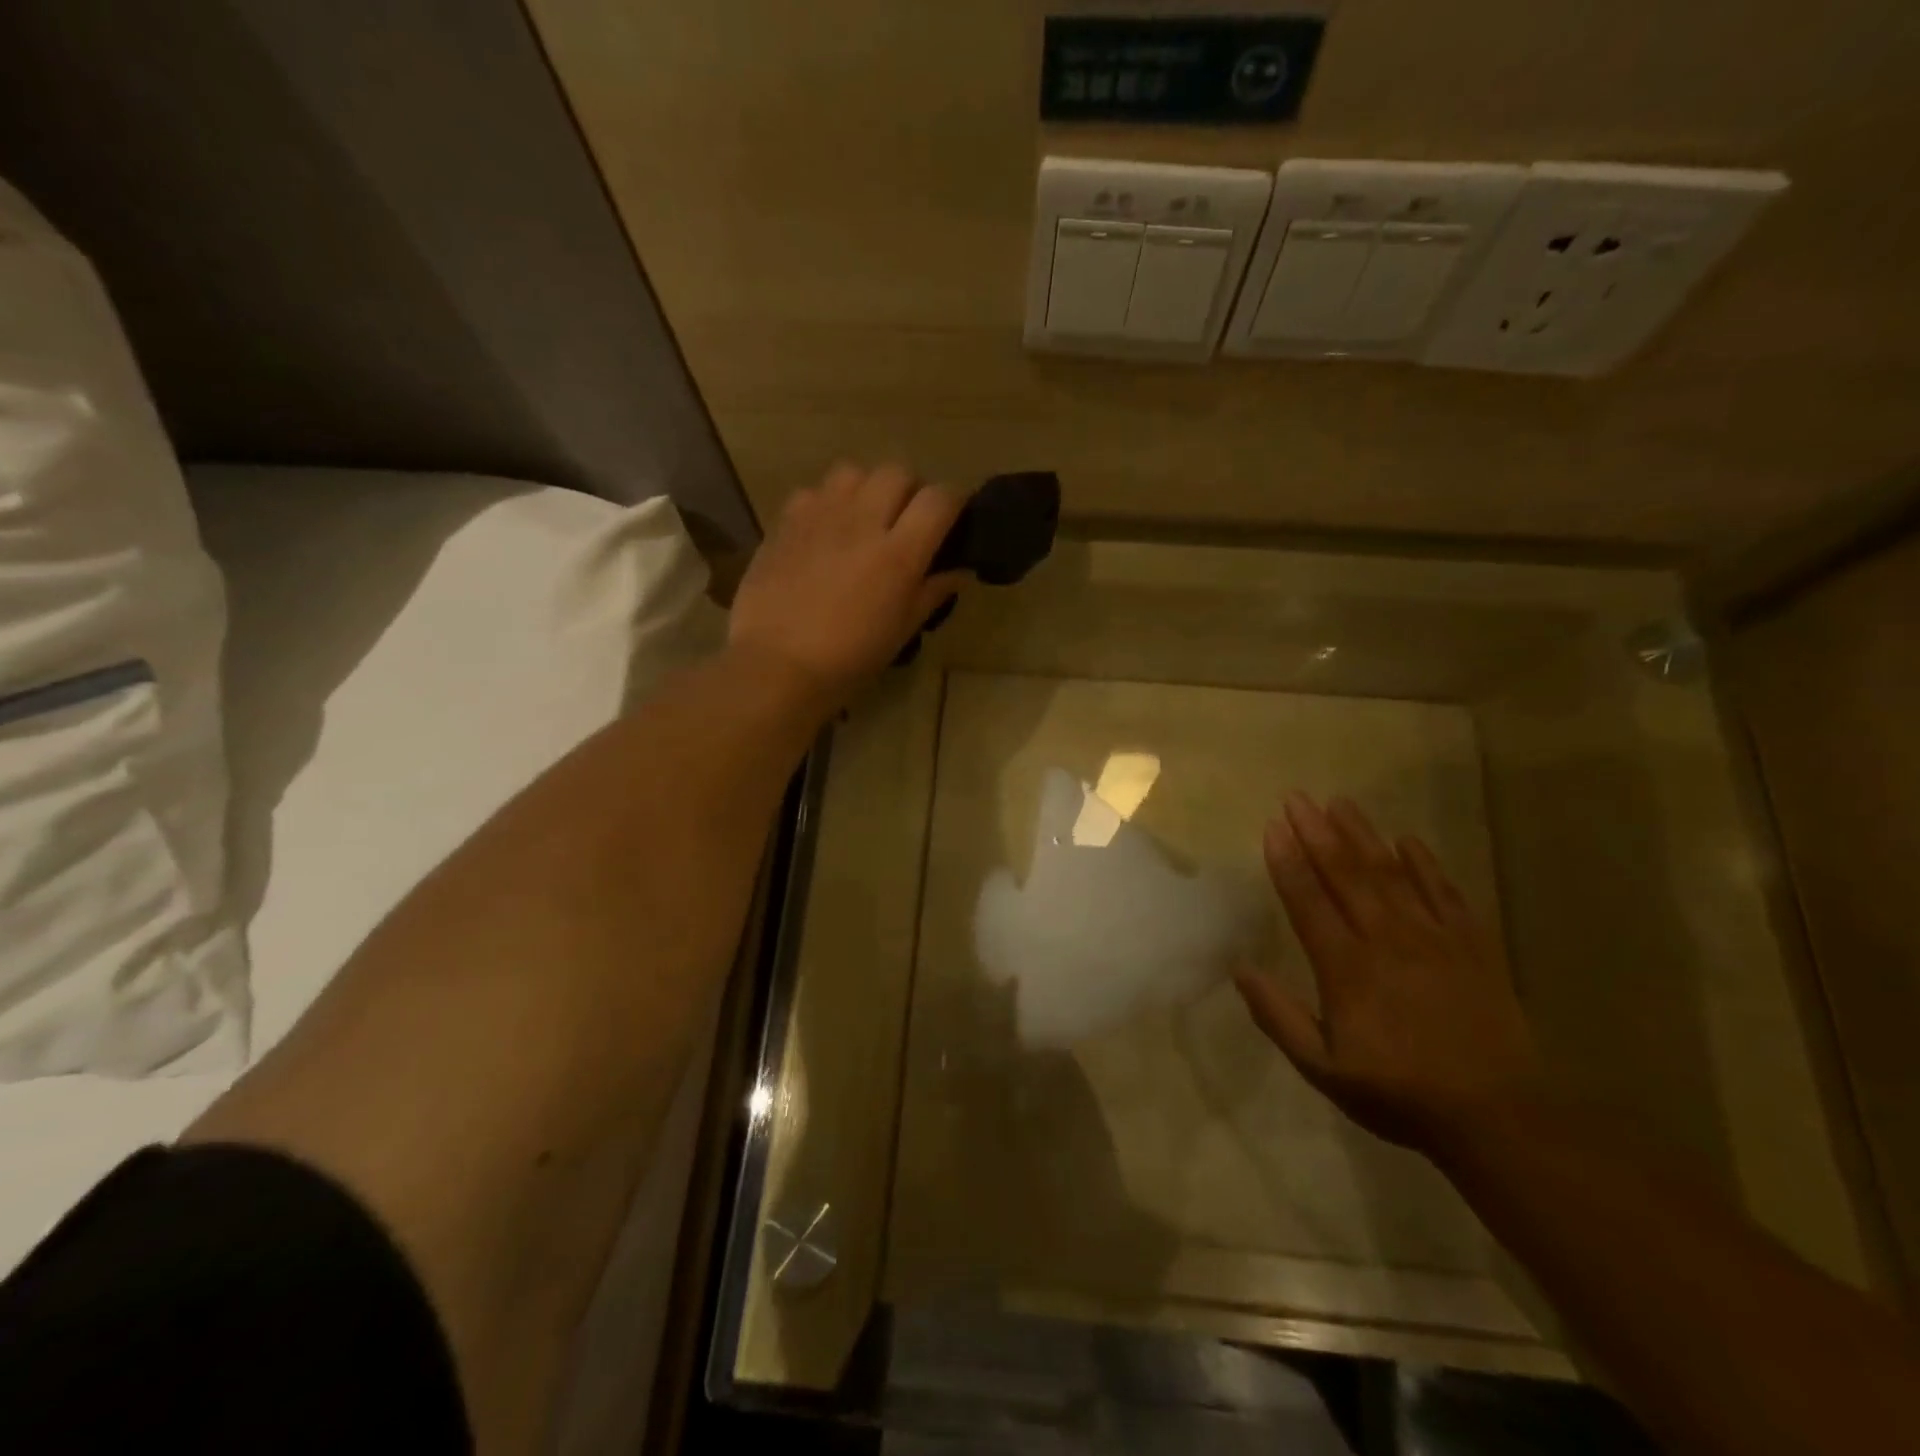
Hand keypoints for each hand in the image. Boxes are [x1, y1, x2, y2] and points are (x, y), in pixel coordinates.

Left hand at [728, 462, 967, 709]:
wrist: (777, 664)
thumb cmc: (849, 658)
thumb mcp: (901, 630)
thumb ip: (933, 592)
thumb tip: (960, 571)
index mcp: (898, 553)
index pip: (939, 499)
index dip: (952, 502)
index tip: (951, 519)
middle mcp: (862, 521)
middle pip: (897, 472)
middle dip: (909, 490)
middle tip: (905, 520)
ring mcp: (820, 516)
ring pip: (853, 471)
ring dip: (867, 488)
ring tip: (863, 517)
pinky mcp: (786, 522)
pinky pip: (813, 491)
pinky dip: (826, 503)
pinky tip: (824, 531)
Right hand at [1234, 793, 1544, 1156]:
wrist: (1497, 1118)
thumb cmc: (1399, 1093)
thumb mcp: (1323, 1069)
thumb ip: (1278, 1017)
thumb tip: (1239, 968)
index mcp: (1346, 968)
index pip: (1308, 901)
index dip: (1287, 861)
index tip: (1272, 826)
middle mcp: (1387, 940)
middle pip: (1346, 875)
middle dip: (1317, 832)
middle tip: (1297, 798)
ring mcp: (1434, 938)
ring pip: (1391, 874)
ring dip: (1362, 836)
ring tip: (1340, 803)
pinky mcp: (1473, 945)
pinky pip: (1445, 893)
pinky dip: (1425, 864)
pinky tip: (1408, 840)